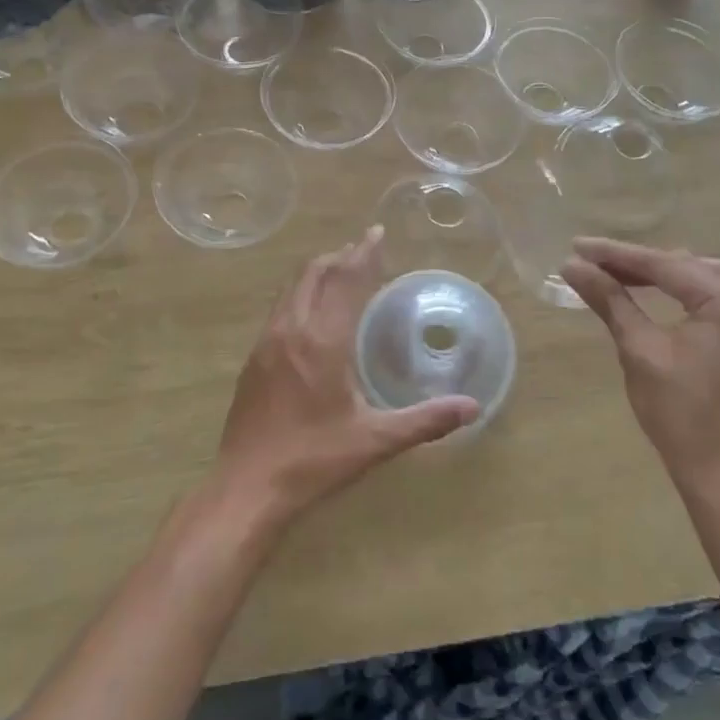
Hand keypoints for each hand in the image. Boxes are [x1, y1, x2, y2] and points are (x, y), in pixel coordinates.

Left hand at [216, 227, 477, 526]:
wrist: (247, 487)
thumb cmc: (314, 460)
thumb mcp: (374, 442)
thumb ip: (425, 421)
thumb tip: (472, 408)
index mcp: (323, 341)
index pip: (346, 281)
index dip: (363, 254)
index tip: (377, 233)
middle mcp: (292, 329)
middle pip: (314, 273)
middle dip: (340, 256)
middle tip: (364, 250)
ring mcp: (267, 341)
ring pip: (292, 287)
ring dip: (317, 272)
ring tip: (340, 271)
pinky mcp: (253, 357)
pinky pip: (280, 307)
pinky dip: (300, 293)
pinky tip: (311, 313)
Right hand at [560, 237, 719, 495]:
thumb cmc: (680, 412)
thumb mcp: (639, 349)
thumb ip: (610, 300)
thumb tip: (573, 266)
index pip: (664, 265)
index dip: (616, 254)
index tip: (577, 247)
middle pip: (686, 267)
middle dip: (639, 263)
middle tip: (594, 262)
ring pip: (704, 281)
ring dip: (663, 276)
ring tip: (621, 276)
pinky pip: (716, 303)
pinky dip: (684, 295)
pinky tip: (657, 298)